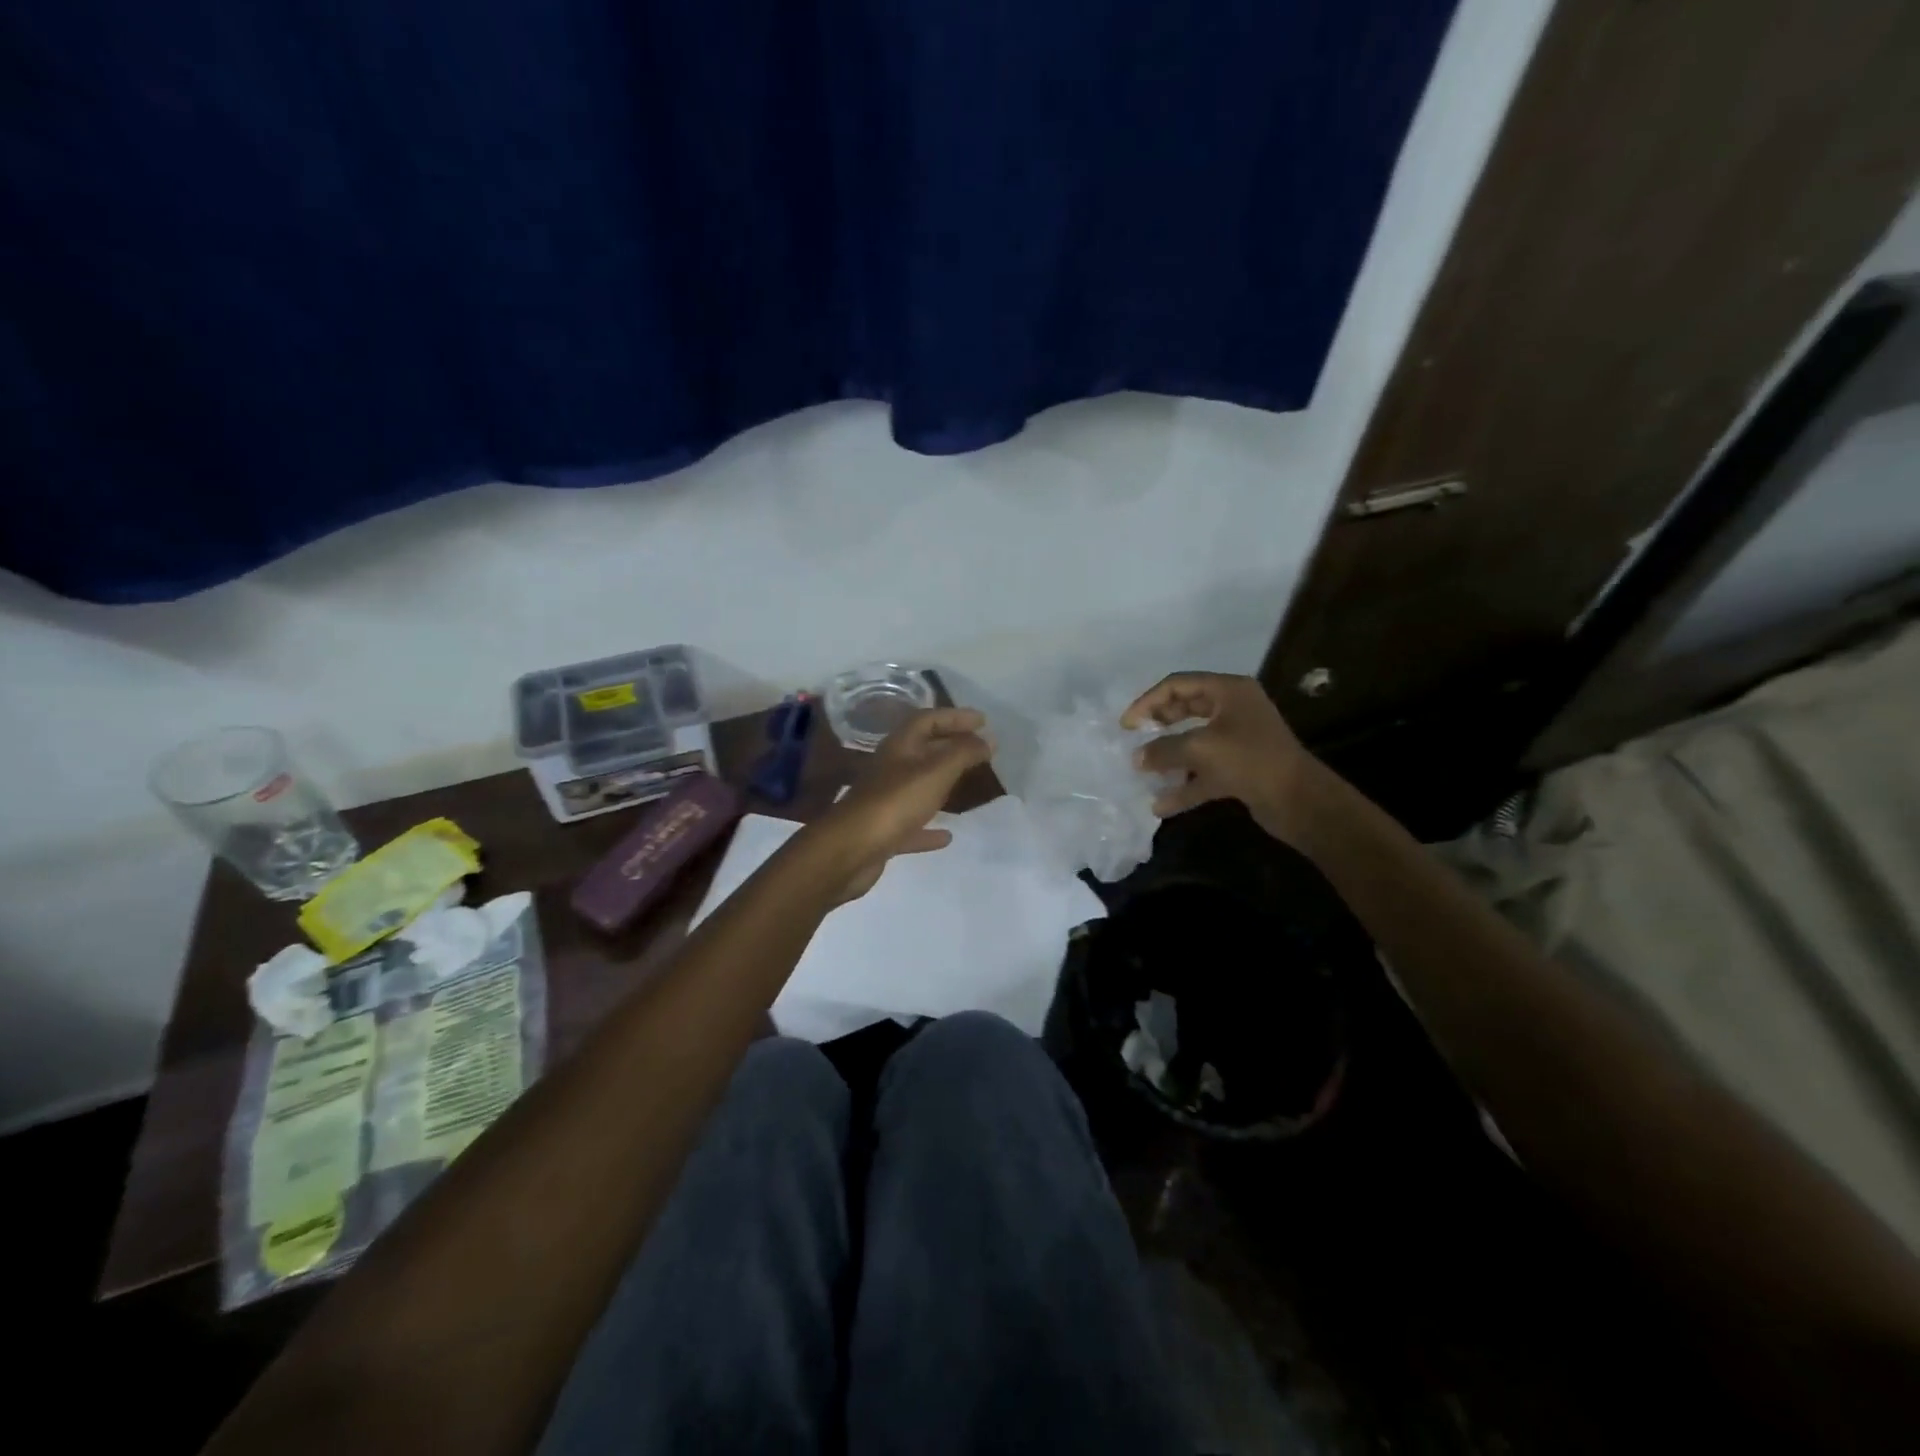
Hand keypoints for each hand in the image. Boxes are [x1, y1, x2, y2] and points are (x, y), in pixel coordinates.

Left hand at [812, 707, 991, 900]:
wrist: (850, 850)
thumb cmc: (895, 803)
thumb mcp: (936, 771)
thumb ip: (963, 753)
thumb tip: (987, 739)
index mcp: (900, 747)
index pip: (928, 720)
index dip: (955, 717)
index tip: (983, 721)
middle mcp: (890, 769)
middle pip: (923, 750)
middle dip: (951, 745)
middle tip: (980, 748)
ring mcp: (885, 802)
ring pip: (918, 786)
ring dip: (942, 783)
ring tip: (968, 784)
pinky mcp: (884, 832)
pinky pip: (912, 825)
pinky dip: (930, 827)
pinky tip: (947, 836)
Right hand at [1121, 673, 1322, 842]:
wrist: (1299, 800)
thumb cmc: (1250, 760)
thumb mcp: (1200, 748)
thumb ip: (1163, 750)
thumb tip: (1137, 758)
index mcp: (1229, 691)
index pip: (1178, 684)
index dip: (1148, 701)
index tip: (1127, 725)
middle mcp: (1233, 709)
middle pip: (1185, 709)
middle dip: (1158, 727)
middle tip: (1135, 740)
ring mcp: (1237, 740)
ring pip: (1193, 742)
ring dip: (1169, 758)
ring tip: (1144, 772)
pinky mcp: (1239, 768)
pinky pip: (1204, 772)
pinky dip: (1184, 786)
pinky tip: (1161, 805)